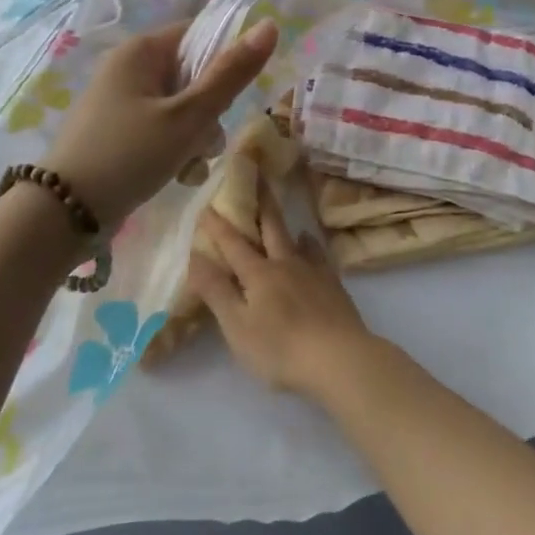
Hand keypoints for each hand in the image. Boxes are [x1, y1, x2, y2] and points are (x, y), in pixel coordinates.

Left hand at [45, 19, 277, 226]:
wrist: (64, 213)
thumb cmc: (129, 155)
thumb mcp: (188, 117)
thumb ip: (230, 74)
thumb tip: (270, 25)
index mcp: (141, 51)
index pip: (200, 35)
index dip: (224, 63)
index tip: (228, 100)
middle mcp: (129, 68)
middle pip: (194, 75)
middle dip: (209, 112)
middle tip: (203, 140)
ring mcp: (121, 100)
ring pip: (182, 107)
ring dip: (195, 137)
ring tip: (188, 166)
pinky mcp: (118, 130)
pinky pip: (162, 127)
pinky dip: (174, 148)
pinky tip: (176, 175)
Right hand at [187, 186, 376, 398]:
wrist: (340, 358)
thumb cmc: (280, 348)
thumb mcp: (237, 326)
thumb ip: (217, 291)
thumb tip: (195, 256)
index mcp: (258, 275)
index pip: (233, 244)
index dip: (218, 225)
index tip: (207, 204)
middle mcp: (285, 264)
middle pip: (270, 228)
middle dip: (259, 204)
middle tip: (255, 177)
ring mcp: (313, 273)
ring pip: (296, 239)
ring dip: (283, 223)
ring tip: (278, 210)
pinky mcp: (333, 286)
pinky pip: (319, 256)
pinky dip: (310, 245)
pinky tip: (310, 244)